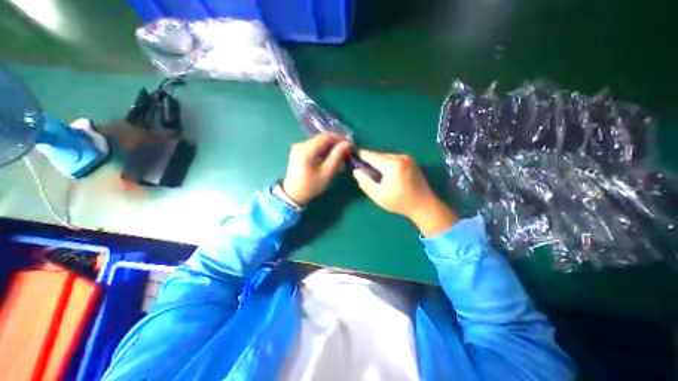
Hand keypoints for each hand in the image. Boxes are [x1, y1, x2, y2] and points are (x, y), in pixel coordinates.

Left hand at [282, 134, 354, 204]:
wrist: (293, 195)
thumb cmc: (311, 186)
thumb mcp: (327, 173)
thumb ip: (337, 156)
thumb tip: (348, 144)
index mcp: (306, 149)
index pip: (326, 137)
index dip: (340, 138)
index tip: (351, 145)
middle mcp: (301, 144)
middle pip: (322, 139)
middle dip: (336, 144)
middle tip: (348, 151)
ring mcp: (298, 147)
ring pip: (319, 143)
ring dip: (331, 148)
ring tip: (341, 156)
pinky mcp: (298, 151)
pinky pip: (314, 147)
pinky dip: (324, 151)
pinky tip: (331, 158)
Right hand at [349, 150, 461, 235]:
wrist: (424, 206)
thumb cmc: (399, 202)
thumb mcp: (378, 195)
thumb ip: (364, 181)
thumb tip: (356, 171)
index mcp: (392, 164)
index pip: (371, 156)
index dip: (361, 155)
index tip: (352, 155)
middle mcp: (400, 157)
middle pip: (379, 155)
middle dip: (370, 161)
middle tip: (362, 169)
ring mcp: (408, 158)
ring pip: (387, 157)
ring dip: (379, 163)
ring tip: (373, 173)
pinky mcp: (411, 162)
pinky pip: (394, 159)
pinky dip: (387, 164)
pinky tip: (385, 173)